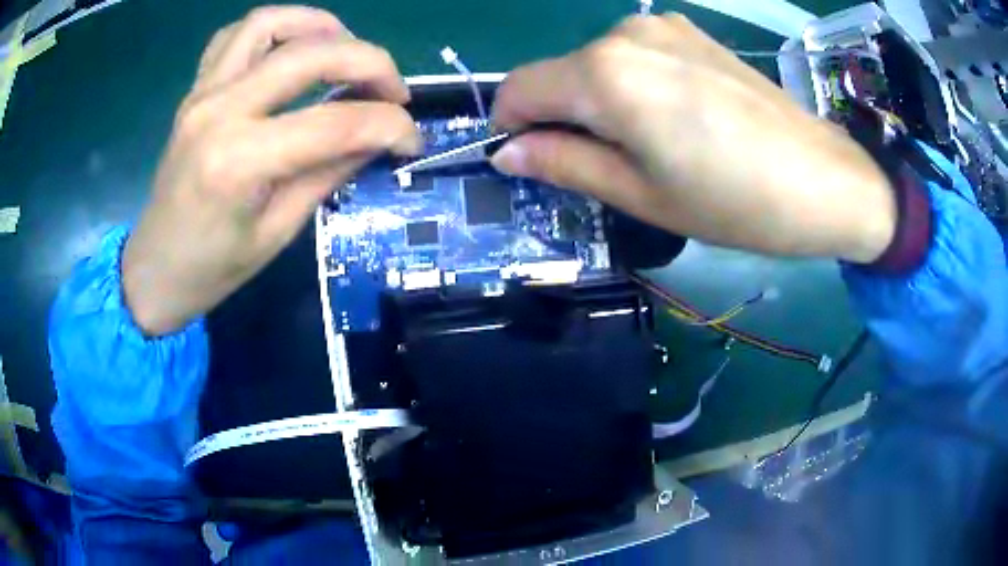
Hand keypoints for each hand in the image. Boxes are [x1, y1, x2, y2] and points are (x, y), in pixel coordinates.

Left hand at [122, 6, 420, 335]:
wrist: (154, 270)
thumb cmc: (212, 269)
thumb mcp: (279, 233)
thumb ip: (328, 173)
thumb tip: (378, 139)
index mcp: (238, 162)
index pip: (334, 123)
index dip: (389, 125)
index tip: (413, 139)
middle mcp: (219, 111)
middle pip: (310, 54)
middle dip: (370, 62)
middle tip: (394, 89)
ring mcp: (202, 93)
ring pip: (270, 24)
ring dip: (320, 27)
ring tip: (346, 52)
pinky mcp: (196, 90)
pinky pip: (235, 37)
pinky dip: (273, 31)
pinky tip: (292, 51)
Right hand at [491, 15, 895, 263]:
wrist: (824, 179)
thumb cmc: (734, 201)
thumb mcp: (640, 195)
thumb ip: (564, 164)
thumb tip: (509, 153)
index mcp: (604, 75)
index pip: (519, 89)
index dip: (511, 126)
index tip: (531, 160)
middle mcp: (623, 35)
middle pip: (559, 74)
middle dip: (561, 117)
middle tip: (605, 165)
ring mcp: (662, 27)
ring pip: (596, 64)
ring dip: (599, 102)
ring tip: (652, 143)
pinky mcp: (690, 32)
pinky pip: (635, 56)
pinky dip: (632, 84)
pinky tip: (678, 115)